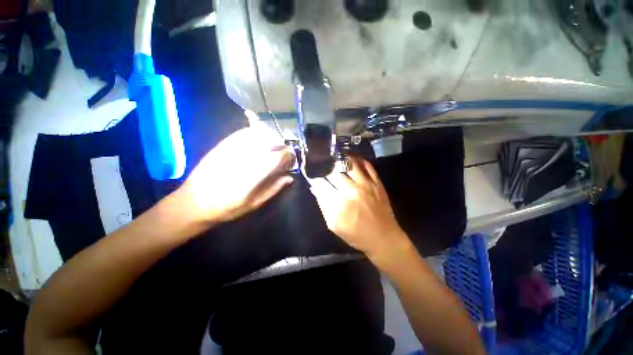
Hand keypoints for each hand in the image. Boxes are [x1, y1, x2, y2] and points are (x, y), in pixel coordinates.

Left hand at [175, 127, 294, 224]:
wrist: (193, 202)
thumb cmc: (226, 207)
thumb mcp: (254, 203)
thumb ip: (273, 189)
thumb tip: (289, 177)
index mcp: (253, 174)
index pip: (277, 157)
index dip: (288, 155)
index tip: (291, 159)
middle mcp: (244, 157)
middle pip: (270, 142)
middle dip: (280, 146)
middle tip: (282, 154)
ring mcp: (232, 149)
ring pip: (258, 135)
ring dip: (270, 139)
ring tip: (271, 148)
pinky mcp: (223, 145)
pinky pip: (243, 133)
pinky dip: (255, 134)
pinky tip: (257, 142)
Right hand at [308, 157, 411, 262]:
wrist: (384, 238)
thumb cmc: (356, 235)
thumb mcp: (334, 225)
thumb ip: (323, 205)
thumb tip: (315, 188)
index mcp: (339, 204)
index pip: (321, 183)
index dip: (314, 177)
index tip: (311, 174)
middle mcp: (351, 191)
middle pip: (333, 172)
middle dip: (325, 168)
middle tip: (322, 166)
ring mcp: (366, 185)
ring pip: (349, 164)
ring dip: (340, 160)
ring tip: (335, 158)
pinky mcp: (377, 183)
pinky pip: (367, 166)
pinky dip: (358, 160)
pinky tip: (352, 158)